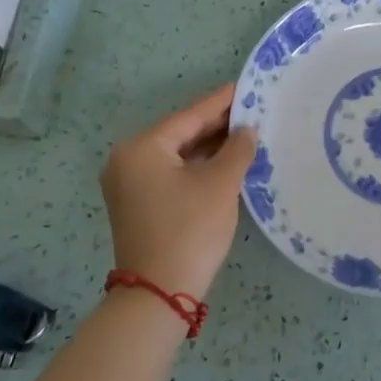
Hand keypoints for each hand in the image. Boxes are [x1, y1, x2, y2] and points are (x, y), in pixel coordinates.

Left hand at [100, 84, 257, 299]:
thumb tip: (246, 130)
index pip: (189, 116)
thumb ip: (237, 149)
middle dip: (217, 126)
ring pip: (177, 155)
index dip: (221, 102)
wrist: (159, 293)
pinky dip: (196, 167)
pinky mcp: (137, 204)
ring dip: (209, 148)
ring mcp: (129, 184)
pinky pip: (171, 173)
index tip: (247, 86)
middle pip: (180, 134)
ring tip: (246, 134)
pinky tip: (224, 162)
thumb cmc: (190, 230)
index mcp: (142, 147)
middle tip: (253, 111)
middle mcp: (127, 159)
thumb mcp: (220, 184)